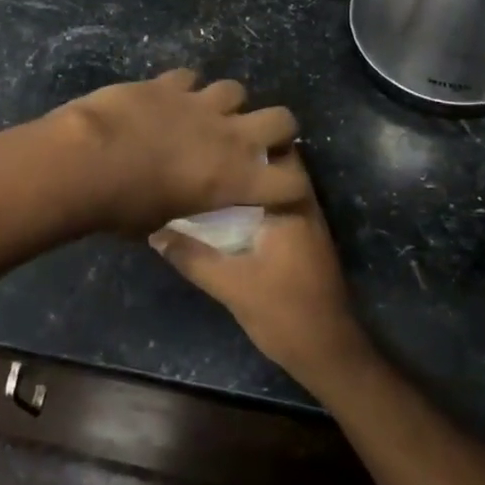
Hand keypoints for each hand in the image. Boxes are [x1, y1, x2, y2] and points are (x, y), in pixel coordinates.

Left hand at [52, 69, 307, 235]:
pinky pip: (189, 76)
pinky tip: (166, 98)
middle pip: (282, 119)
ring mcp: (200, 104)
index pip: (289, 184)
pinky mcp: (168, 83)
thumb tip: (175, 206)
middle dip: (275, 127)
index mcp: (234, 180)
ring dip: (225, 103)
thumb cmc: (123, 207)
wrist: (87, 160)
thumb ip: (182, 208)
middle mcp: (229, 137)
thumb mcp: (160, 222)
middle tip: (252, 139)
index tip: (276, 188)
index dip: (288, 186)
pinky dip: (182, 87)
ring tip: (205, 114)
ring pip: (235, 89)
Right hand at [149, 152, 372, 387]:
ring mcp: (306, 222)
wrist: (329, 353)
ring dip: (248, 178)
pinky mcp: (303, 240)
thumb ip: (192, 256)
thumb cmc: (284, 313)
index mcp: (291, 205)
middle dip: (242, 156)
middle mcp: (303, 205)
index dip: (242, 138)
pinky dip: (254, 200)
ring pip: (274, 185)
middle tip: (203, 149)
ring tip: (208, 171)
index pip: (272, 152)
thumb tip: (155, 232)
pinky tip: (224, 208)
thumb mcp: (230, 286)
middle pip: (273, 164)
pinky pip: (275, 205)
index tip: (210, 131)